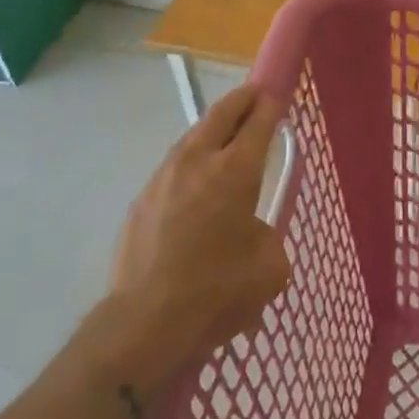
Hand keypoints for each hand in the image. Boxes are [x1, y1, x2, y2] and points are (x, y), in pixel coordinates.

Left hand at [94, 85, 292, 398]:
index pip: (258, 122)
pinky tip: (193, 182)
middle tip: (254, 95)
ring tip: (224, 135)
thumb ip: (269, 238)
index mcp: (236, 170)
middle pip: (222, 113)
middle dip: (241, 99)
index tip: (277, 95)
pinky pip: (172, 168)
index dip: (270, 105)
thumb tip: (253, 234)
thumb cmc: (217, 291)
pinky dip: (190, 162)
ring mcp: (164, 177)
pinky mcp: (141, 200)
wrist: (145, 323)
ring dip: (212, 129)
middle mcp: (199, 161)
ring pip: (192, 137)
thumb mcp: (269, 269)